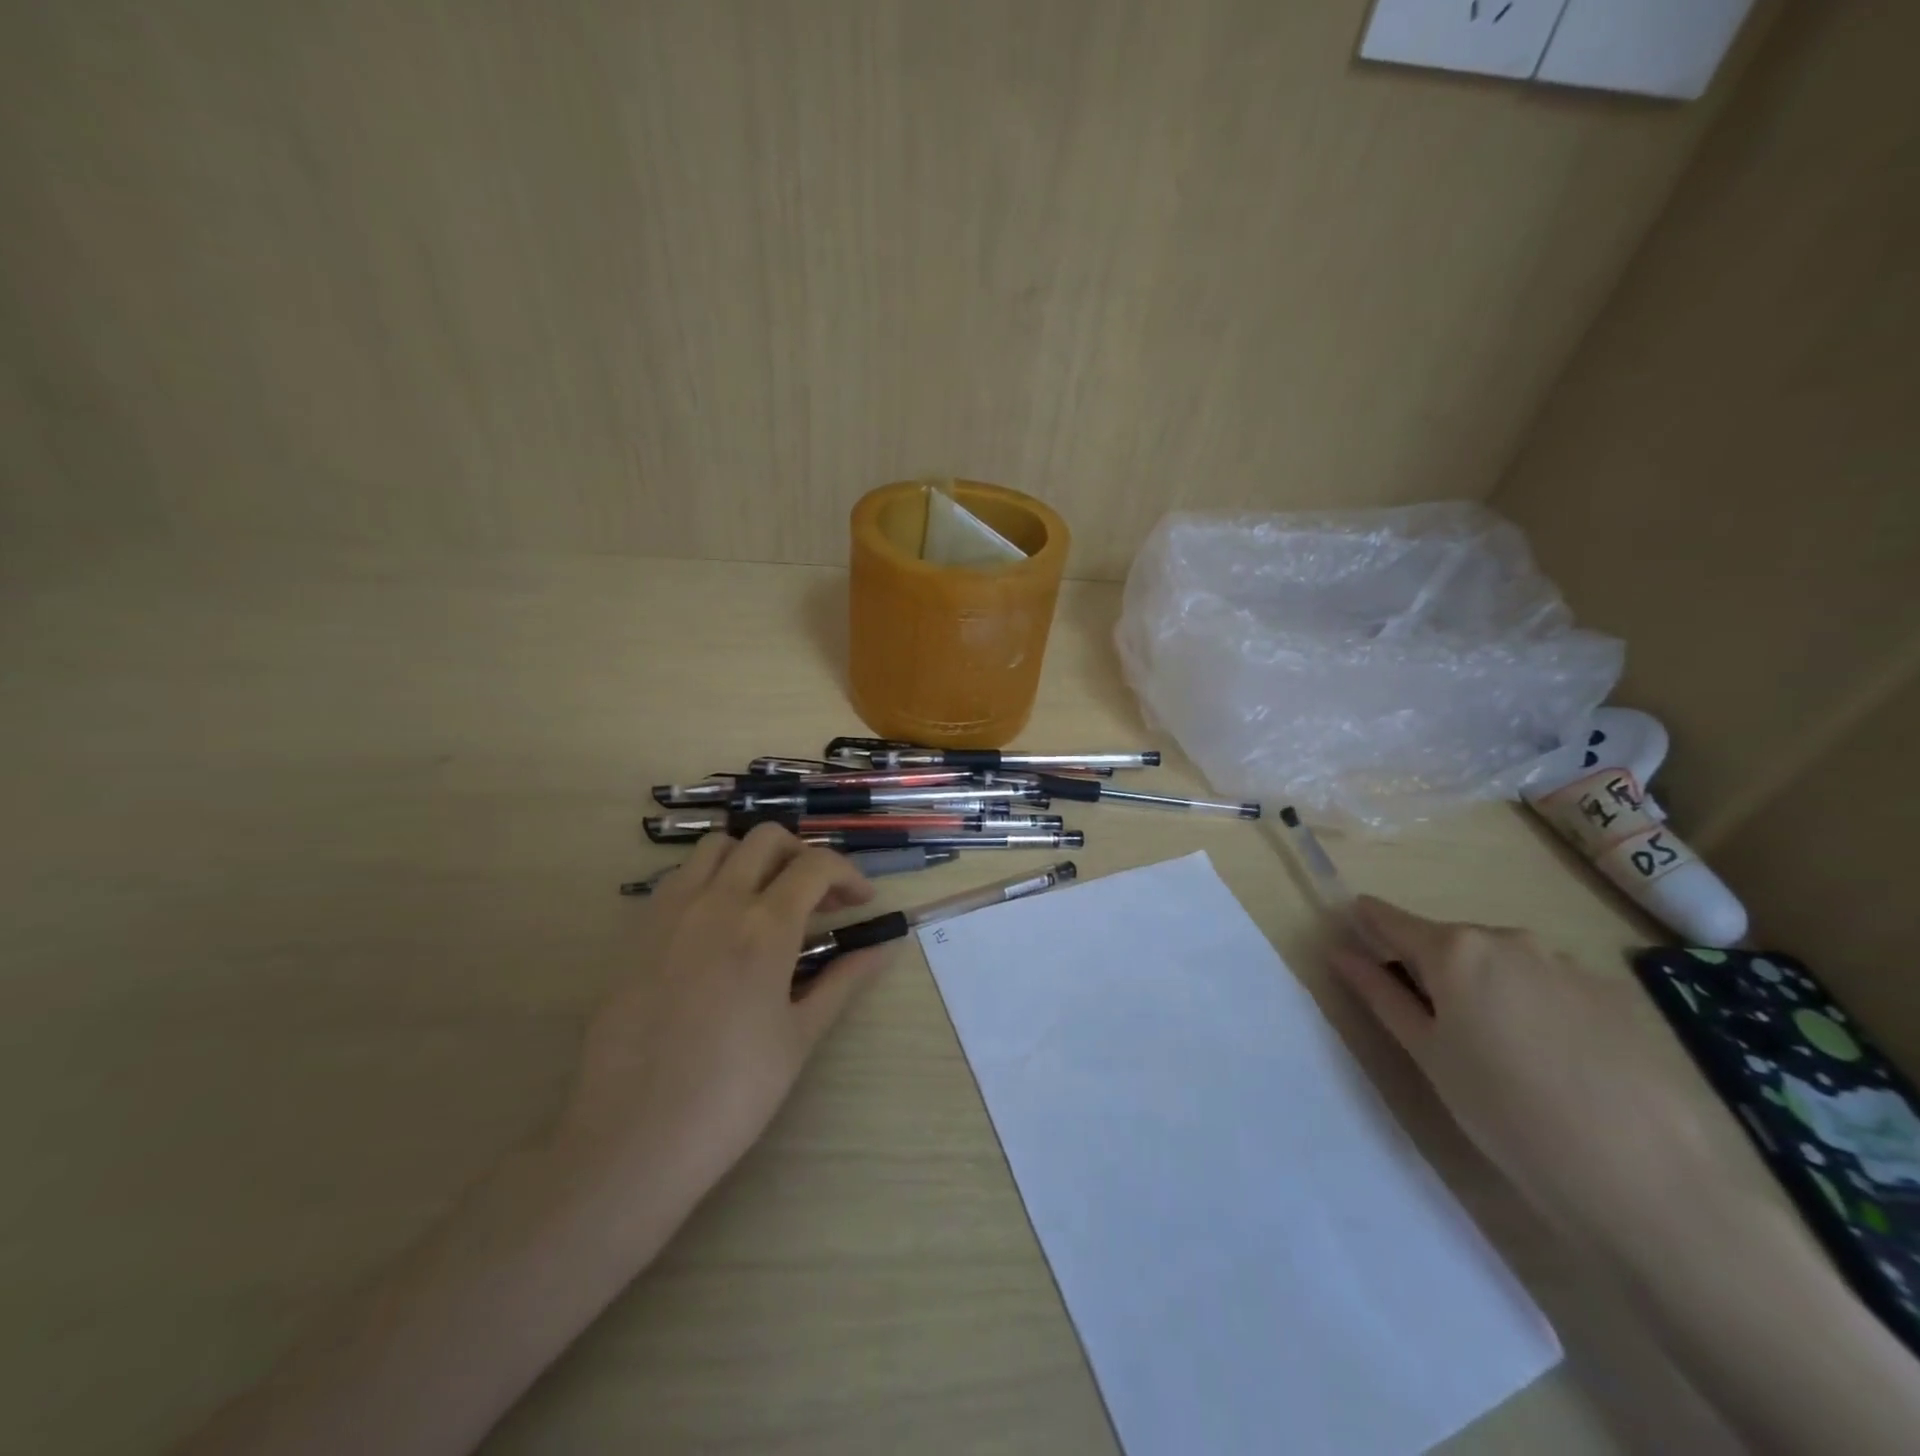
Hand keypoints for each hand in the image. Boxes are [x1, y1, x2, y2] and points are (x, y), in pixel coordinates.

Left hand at [559, 825, 889, 1203]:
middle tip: (818, 899)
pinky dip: (709, 879)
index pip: (816, 865)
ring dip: (752, 859)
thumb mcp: (800, 1036)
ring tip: (767, 901)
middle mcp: (717, 901)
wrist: (633, 1137)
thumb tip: (885, 946)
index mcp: (765, 926)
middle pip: (767, 838)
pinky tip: (717, 925)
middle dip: (803, 856)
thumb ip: (844, 979)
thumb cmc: (732, 1093)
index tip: (862, 901)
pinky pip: (679, 878)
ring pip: (717, 847)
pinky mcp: (636, 931)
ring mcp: (670, 911)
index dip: (848, 874)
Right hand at [1330, 897, 1743, 1245]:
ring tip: (1501, 1051)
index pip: (1391, 919)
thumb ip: (1380, 994)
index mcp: (1454, 949)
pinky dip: (1536, 1005)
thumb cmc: (1506, 1113)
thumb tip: (1340, 951)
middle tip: (1434, 1026)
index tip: (1355, 937)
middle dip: (1433, 968)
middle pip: (1450, 941)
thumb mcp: (1427, 1054)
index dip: (1368, 926)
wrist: (1648, 1179)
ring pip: (1503, 962)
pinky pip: (1551, 984)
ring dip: (1487, 986)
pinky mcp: (1615, 995)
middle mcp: (1509, 939)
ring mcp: (1568, 963)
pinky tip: (1555, 1061)